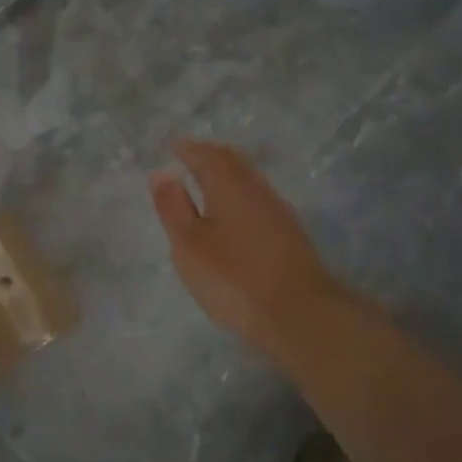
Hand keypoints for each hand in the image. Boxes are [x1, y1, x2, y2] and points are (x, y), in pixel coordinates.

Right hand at [149, 140, 352, 359]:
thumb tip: (162, 173)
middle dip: (209, 157)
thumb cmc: (234, 277)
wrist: (299, 315)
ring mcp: (278, 213)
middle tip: (189, 158)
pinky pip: (257, 201)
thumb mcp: (189, 244)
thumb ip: (173, 207)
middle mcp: (258, 190)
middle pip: (233, 163)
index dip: (188, 149)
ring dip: (226, 176)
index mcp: (230, 186)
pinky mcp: (289, 236)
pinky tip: (231, 216)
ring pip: (248, 181)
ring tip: (205, 184)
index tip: (172, 147)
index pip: (207, 155)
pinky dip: (238, 196)